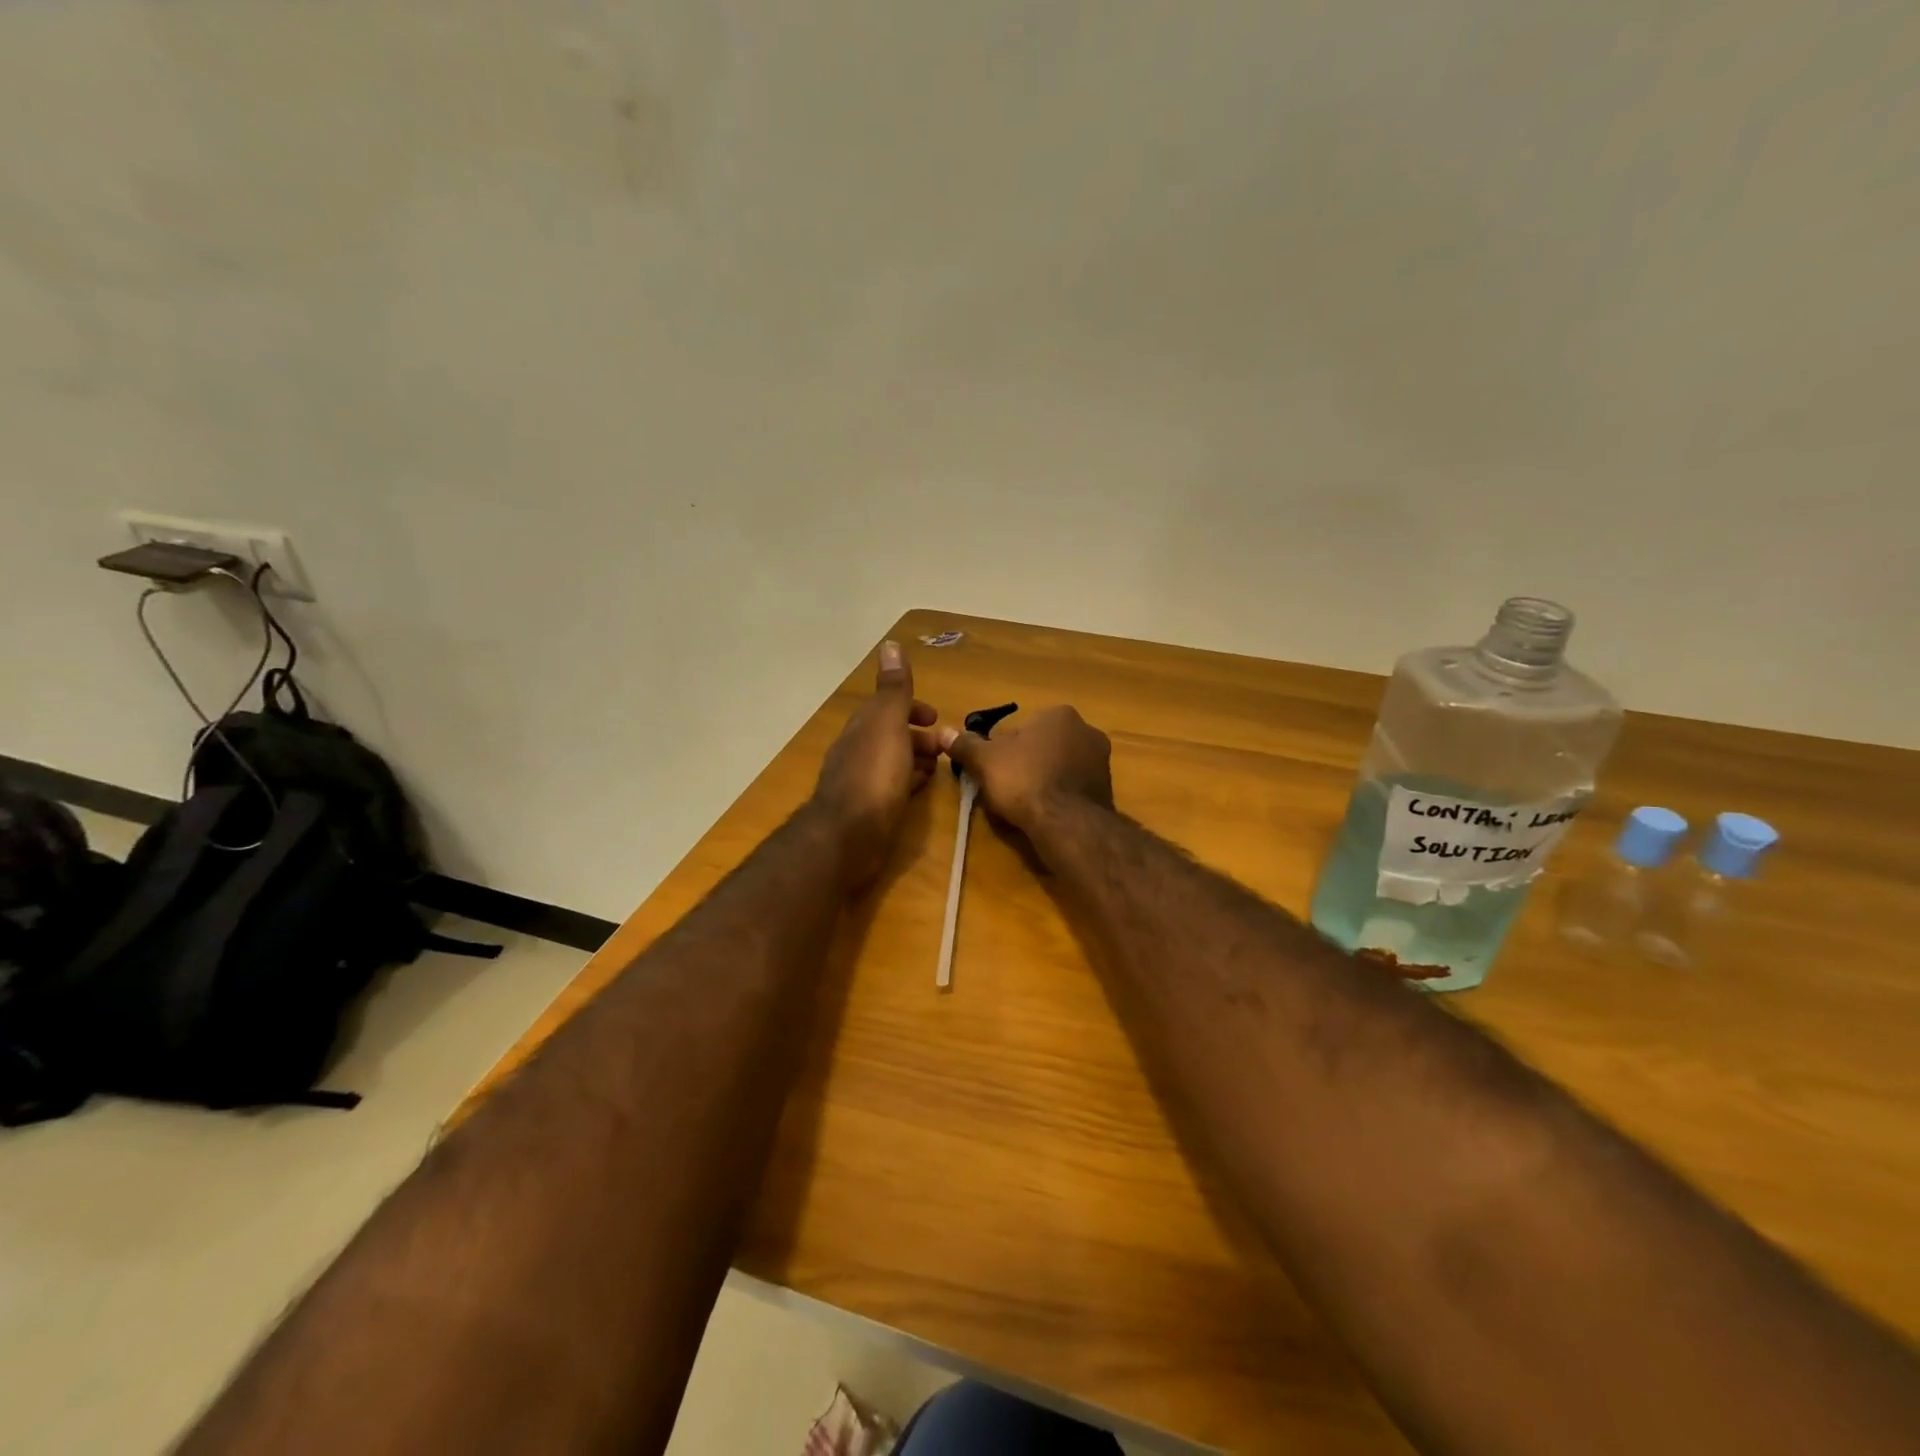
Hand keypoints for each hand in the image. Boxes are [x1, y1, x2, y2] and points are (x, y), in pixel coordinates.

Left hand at [810, 641, 940, 888]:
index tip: (936, 717)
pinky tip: (920, 791)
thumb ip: (893, 689)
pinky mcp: (867, 811)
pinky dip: (909, 782)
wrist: (849, 835)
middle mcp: (857, 751)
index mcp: (862, 728)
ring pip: (892, 762)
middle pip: (890, 736)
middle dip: (918, 736)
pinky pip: (892, 788)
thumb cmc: (874, 774)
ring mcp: (861, 783)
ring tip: (940, 768)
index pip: (886, 708)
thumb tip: (890, 644)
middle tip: (946, 747)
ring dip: (916, 759)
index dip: (912, 708)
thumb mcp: (888, 723)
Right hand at [939, 705, 1112, 834]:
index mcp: (1060, 714)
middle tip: (1006, 789)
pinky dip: (1058, 798)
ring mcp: (1101, 761)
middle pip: (1042, 747)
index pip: (1022, 729)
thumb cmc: (1024, 780)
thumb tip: (944, 732)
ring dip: (1042, 781)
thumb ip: (966, 745)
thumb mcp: (985, 761)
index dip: (1002, 751)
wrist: (1066, 822)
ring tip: (1024, 805)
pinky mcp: (1107, 790)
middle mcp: (1087, 731)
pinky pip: (1072, 789)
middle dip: (1025, 764)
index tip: (993, 772)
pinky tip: (1045, 814)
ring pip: (1059, 768)